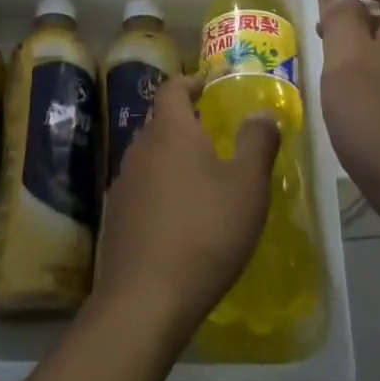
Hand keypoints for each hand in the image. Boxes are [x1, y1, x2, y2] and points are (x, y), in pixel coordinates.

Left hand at [93, 75, 277, 345]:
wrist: (146, 298)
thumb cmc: (205, 232)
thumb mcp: (248, 186)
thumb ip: (258, 142)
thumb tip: (262, 112)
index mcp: (171, 131)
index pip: (174, 88)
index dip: (192, 81)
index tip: (211, 85)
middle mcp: (140, 149)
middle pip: (161, 122)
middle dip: (187, 122)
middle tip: (218, 133)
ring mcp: (124, 184)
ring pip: (152, 156)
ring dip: (175, 157)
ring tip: (204, 176)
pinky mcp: (117, 217)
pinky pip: (144, 187)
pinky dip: (163, 188)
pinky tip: (182, 215)